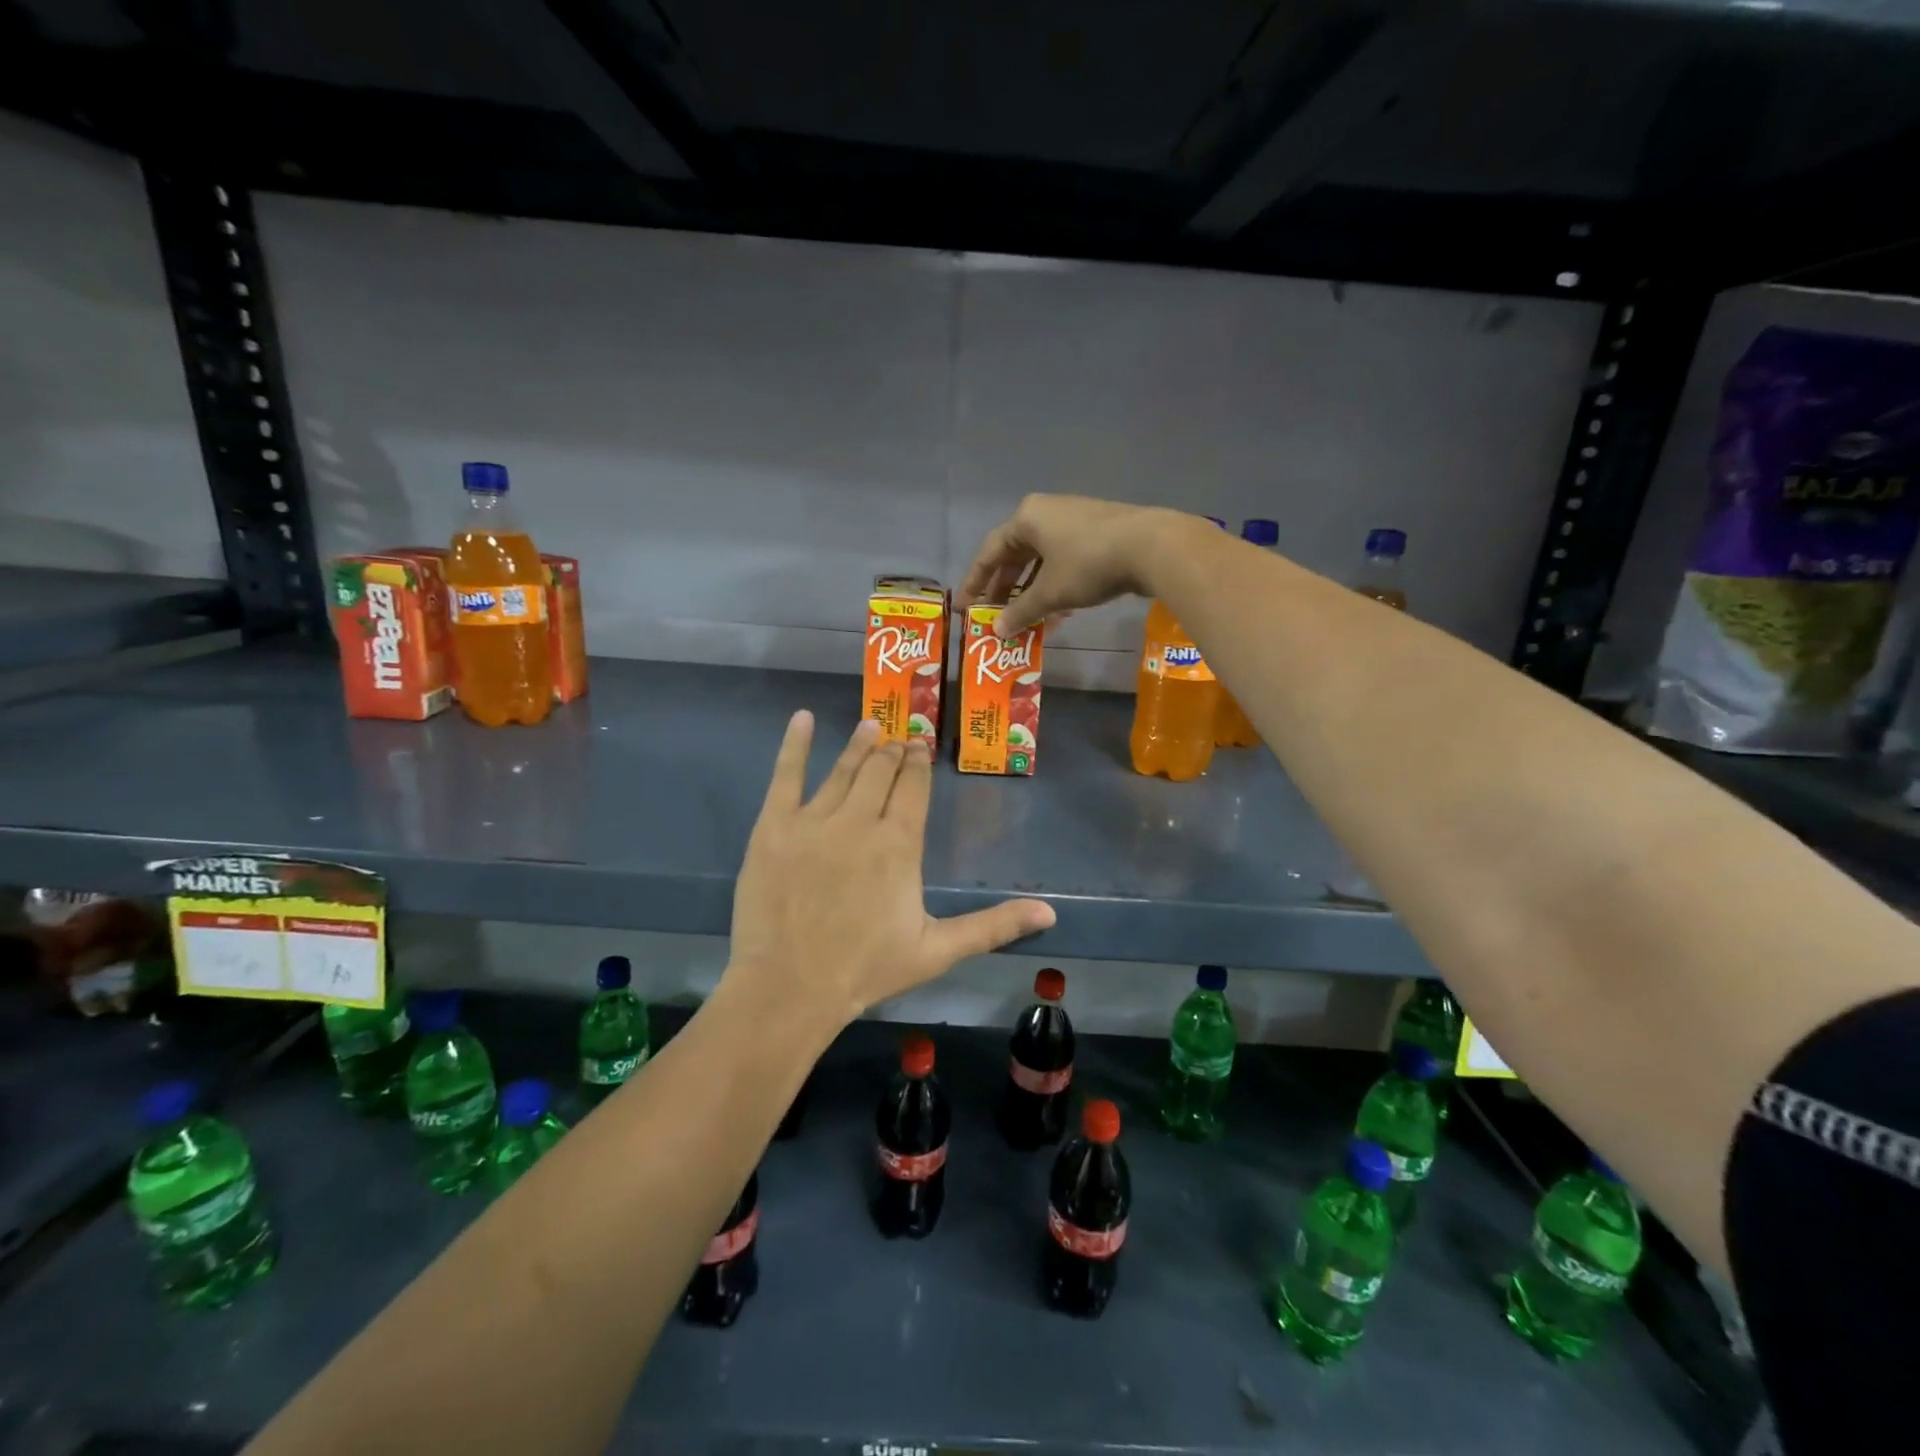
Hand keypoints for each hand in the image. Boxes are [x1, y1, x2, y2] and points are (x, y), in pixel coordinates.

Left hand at [724, 713, 1056, 1033]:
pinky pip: (786, 775)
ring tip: (870, 724)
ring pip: (843, 769)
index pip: (913, 787)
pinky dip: (795, 744)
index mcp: (899, 843)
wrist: (790, 987)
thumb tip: (1050, 911)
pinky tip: (802, 718)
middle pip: (881, 771)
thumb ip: (993, 925)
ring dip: (859, 744)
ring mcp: (814, 819)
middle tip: (898, 739)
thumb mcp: (938, 950)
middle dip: (893, 752)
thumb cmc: (866, 969)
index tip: (921, 748)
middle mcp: (860, 819)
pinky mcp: (774, 825)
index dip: (919, 764)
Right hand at [959, 494, 1191, 637]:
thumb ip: (1020, 611)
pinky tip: (1057, 614)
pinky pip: (1064, 563)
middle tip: (994, 617)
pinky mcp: (1098, 534)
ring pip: (1042, 562)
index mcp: (1026, 518)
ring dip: (1031, 593)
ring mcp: (1074, 522)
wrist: (1152, 547)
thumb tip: (997, 630)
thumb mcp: (1050, 593)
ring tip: (1024, 621)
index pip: (989, 552)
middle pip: (1015, 555)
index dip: (975, 582)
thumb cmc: (1088, 564)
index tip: (965, 608)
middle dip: (1004, 589)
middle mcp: (1046, 513)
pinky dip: (1055, 587)